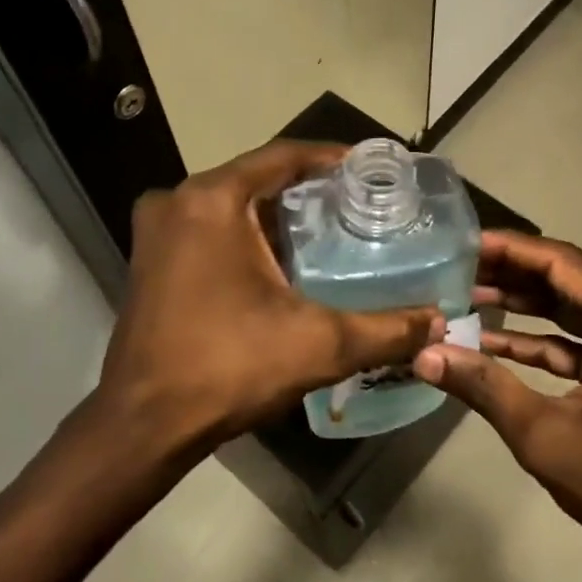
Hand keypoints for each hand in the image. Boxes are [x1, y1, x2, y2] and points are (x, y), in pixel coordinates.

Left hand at [91, 141, 443, 457]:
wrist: (143, 425)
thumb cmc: (228, 368)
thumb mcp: (319, 345)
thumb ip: (386, 330)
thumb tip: (438, 320)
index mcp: (213, 200)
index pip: (285, 156)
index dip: (332, 159)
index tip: (372, 169)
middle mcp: (178, 201)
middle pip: (258, 178)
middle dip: (309, 189)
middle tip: (360, 204)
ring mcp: (157, 231)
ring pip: (232, 205)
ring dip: (278, 214)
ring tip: (333, 229)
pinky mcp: (150, 260)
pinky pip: (210, 228)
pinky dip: (248, 235)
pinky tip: (285, 261)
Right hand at [415, 232, 581, 562]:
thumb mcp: (544, 434)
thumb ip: (483, 386)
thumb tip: (423, 355)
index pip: (566, 264)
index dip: (512, 250)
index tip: (464, 243)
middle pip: (570, 280)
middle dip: (513, 274)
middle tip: (456, 269)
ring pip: (574, 309)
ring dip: (524, 305)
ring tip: (466, 296)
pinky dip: (541, 341)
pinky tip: (491, 340)